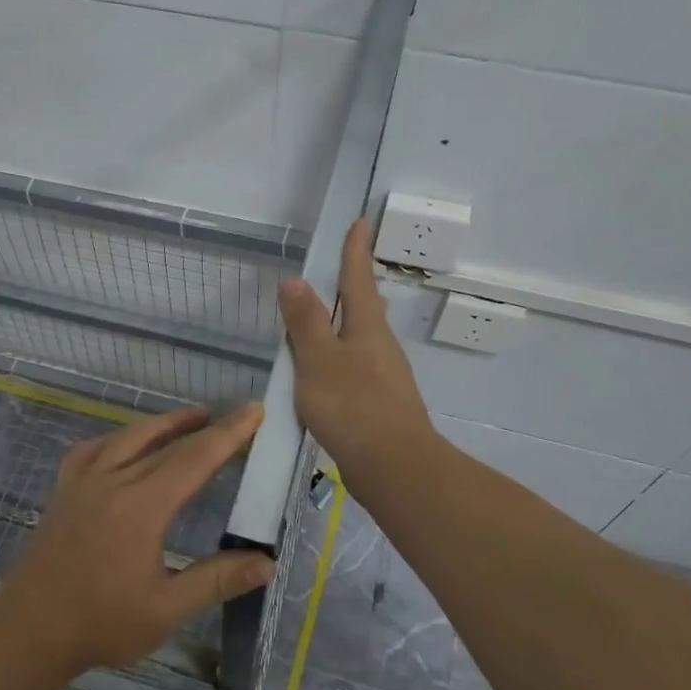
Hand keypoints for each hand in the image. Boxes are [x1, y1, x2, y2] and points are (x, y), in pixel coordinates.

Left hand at [0, 404, 274, 676]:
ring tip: (192, 418)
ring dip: (164, 424)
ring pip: (129, 436)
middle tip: (235, 415)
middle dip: (206, 426)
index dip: (228, 433)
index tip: (254, 410)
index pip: (195, 459)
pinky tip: (125, 443)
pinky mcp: (64, 489)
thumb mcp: (166, 609)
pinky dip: (118, 437)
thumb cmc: (100, 623)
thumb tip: (266, 562)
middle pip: (167, 443)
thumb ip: (216, 580)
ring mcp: (83, 481)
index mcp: (142, 506)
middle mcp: (113, 480)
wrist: (27, 630)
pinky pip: (94, 448)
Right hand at [278, 218, 436, 486]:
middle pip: (366, 308)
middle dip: (354, 287)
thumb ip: (305, 322)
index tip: (360, 222)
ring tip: (327, 321)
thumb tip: (295, 280)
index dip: (355, 250)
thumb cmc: (353, 406)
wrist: (394, 467)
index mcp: (367, 327)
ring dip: (347, 324)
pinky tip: (329, 375)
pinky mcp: (381, 403)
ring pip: (364, 339)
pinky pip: (359, 368)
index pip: (358, 278)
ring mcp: (385, 376)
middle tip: (342, 271)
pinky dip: (342, 359)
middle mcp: (381, 346)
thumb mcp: (318, 360)